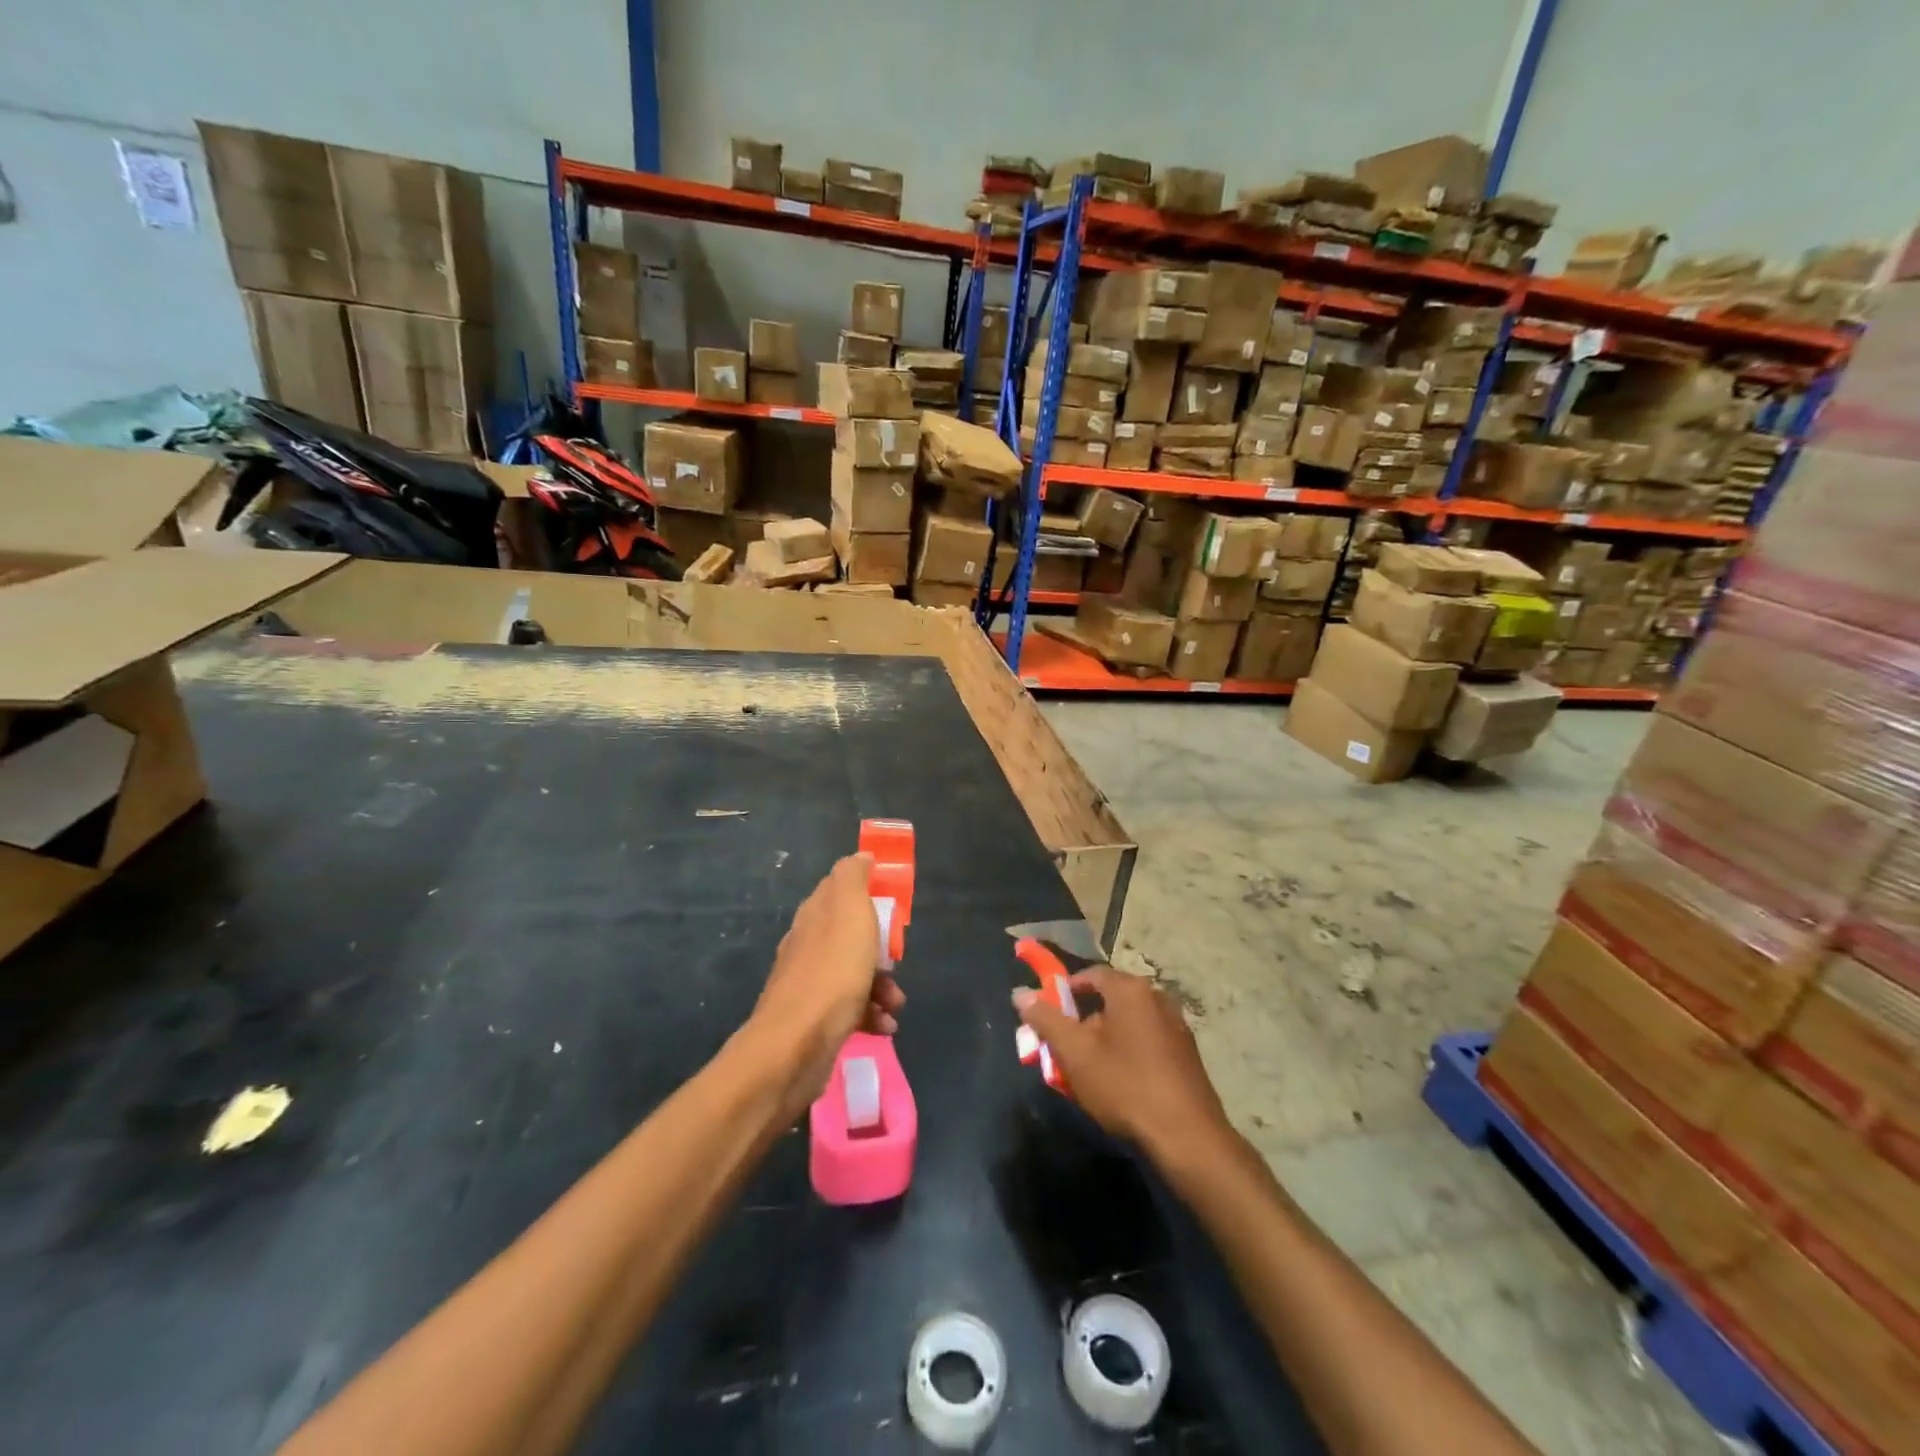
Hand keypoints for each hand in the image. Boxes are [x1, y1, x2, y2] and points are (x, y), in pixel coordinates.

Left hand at [747, 854, 904, 1121]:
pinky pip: (852, 1009)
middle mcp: (808, 944)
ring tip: (894, 1004)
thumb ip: (854, 878)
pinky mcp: (816, 1020)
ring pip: (856, 974)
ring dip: (883, 986)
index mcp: (815, 914)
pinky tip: (883, 1026)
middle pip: (852, 935)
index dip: (870, 893)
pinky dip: (872, 1015)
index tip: (894, 906)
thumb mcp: (849, 910)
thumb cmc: (833, 972)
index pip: (841, 889)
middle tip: (895, 959)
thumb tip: (861, 856)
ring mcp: (810, 984)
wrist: (797, 1046)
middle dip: (882, 948)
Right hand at [1013, 967, 1229, 1159]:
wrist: (1187, 1137)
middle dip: (1082, 1023)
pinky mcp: (1187, 1055)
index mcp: (1131, 990)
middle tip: (1065, 1051)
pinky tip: (1120, 1085)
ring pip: (1128, 1024)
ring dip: (1104, 1041)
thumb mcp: (1075, 1053)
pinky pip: (1147, 1042)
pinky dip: (1128, 1054)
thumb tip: (1021, 994)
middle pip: (1109, 1000)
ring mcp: (1177, 1027)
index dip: (1064, 992)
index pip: (1089, 975)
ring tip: (1088, 1073)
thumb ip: (1046, 1019)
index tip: (1048, 1017)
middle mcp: (1157, 998)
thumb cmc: (1125, 1086)